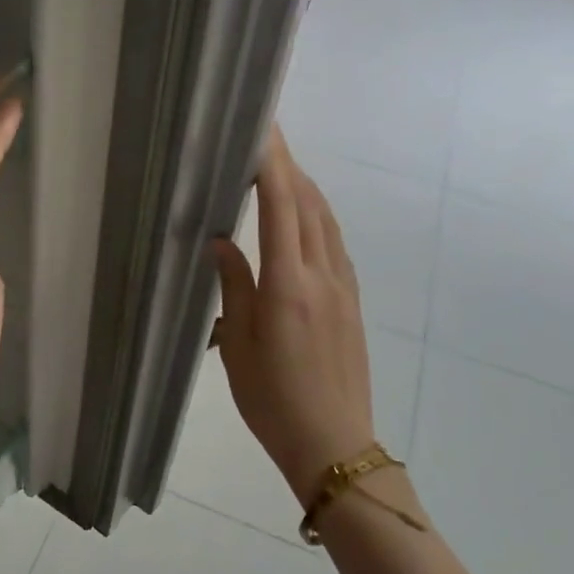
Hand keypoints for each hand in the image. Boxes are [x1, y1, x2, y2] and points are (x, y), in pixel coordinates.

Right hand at [210, 128, 375, 507]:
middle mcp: (322, 275)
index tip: (262, 130)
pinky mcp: (352, 301)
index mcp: (288, 285)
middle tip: (265, 139)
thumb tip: (221, 241)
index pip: (281, 207)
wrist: (333, 443)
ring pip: (326, 221)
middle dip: (288, 166)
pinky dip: (316, 216)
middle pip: (309, 204)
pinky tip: (303, 218)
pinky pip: (334, 243)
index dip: (272, 164)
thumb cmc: (272, 400)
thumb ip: (233, 287)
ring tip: (280, 169)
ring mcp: (344, 287)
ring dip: (305, 188)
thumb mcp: (238, 345)